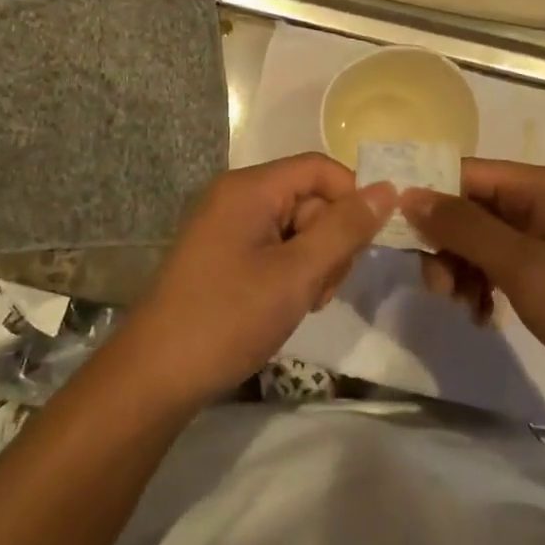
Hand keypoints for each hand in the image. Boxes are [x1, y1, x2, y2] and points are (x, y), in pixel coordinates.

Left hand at [122, 155, 393, 406]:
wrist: (156, 375)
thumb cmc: (229, 318)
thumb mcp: (297, 274)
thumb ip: (345, 230)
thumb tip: (389, 189)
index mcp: (250, 188)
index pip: (319, 168)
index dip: (352, 198)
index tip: (369, 243)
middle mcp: (236, 196)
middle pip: (309, 198)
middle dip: (329, 240)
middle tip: (323, 288)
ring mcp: (227, 225)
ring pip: (296, 226)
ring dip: (313, 261)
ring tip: (304, 302)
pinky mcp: (223, 253)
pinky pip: (274, 246)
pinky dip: (290, 271)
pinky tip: (286, 304)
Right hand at [402, 160, 544, 409]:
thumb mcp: (522, 266)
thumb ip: (463, 227)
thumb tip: (409, 194)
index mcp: (541, 186)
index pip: (466, 173)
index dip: (428, 198)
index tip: (398, 236)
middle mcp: (544, 201)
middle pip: (471, 207)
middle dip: (446, 244)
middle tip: (438, 289)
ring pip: (482, 238)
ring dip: (462, 269)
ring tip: (463, 308)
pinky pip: (502, 262)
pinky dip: (484, 283)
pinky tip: (482, 315)